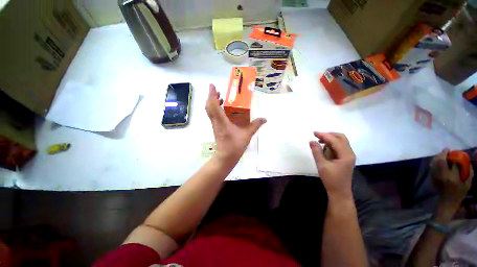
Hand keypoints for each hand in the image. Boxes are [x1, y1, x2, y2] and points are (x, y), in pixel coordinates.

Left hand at [206, 84, 266, 164]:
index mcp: (222, 121)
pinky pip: (213, 115)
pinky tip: (223, 110)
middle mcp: (216, 121)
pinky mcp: (216, 128)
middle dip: (211, 97)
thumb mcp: (247, 135)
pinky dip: (215, 109)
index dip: (212, 95)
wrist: (225, 157)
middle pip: (209, 106)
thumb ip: (256, 125)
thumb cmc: (235, 146)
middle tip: (218, 91)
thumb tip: (265, 119)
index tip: (212, 86)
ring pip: (210, 111)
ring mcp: (215, 125)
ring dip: (213, 103)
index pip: (213, 105)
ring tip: (220, 98)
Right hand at [309, 132, 355, 200]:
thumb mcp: (322, 165)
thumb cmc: (331, 179)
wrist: (339, 192)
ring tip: (319, 142)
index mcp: (346, 155)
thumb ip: (316, 151)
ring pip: (340, 142)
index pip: (334, 140)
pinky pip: (339, 147)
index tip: (313, 133)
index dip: (324, 135)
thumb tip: (311, 140)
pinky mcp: (345, 159)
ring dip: (330, 139)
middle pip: (341, 138)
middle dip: (329, 135)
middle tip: (317, 136)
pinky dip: (331, 145)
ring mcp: (348, 156)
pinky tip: (324, 148)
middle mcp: (349, 153)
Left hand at [431, 149, 473, 213]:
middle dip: (442, 154)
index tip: (451, 151)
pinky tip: (437, 160)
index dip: (452, 156)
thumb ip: (469, 172)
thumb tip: (468, 161)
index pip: (452, 163)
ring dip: (437, 157)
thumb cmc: (460, 192)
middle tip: (446, 150)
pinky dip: (434, 162)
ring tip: (442, 154)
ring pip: (434, 164)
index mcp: (453, 177)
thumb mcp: (468, 183)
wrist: (448, 201)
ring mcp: (436, 177)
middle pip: (440, 162)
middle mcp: (443, 176)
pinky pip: (432, 168)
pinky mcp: (432, 178)